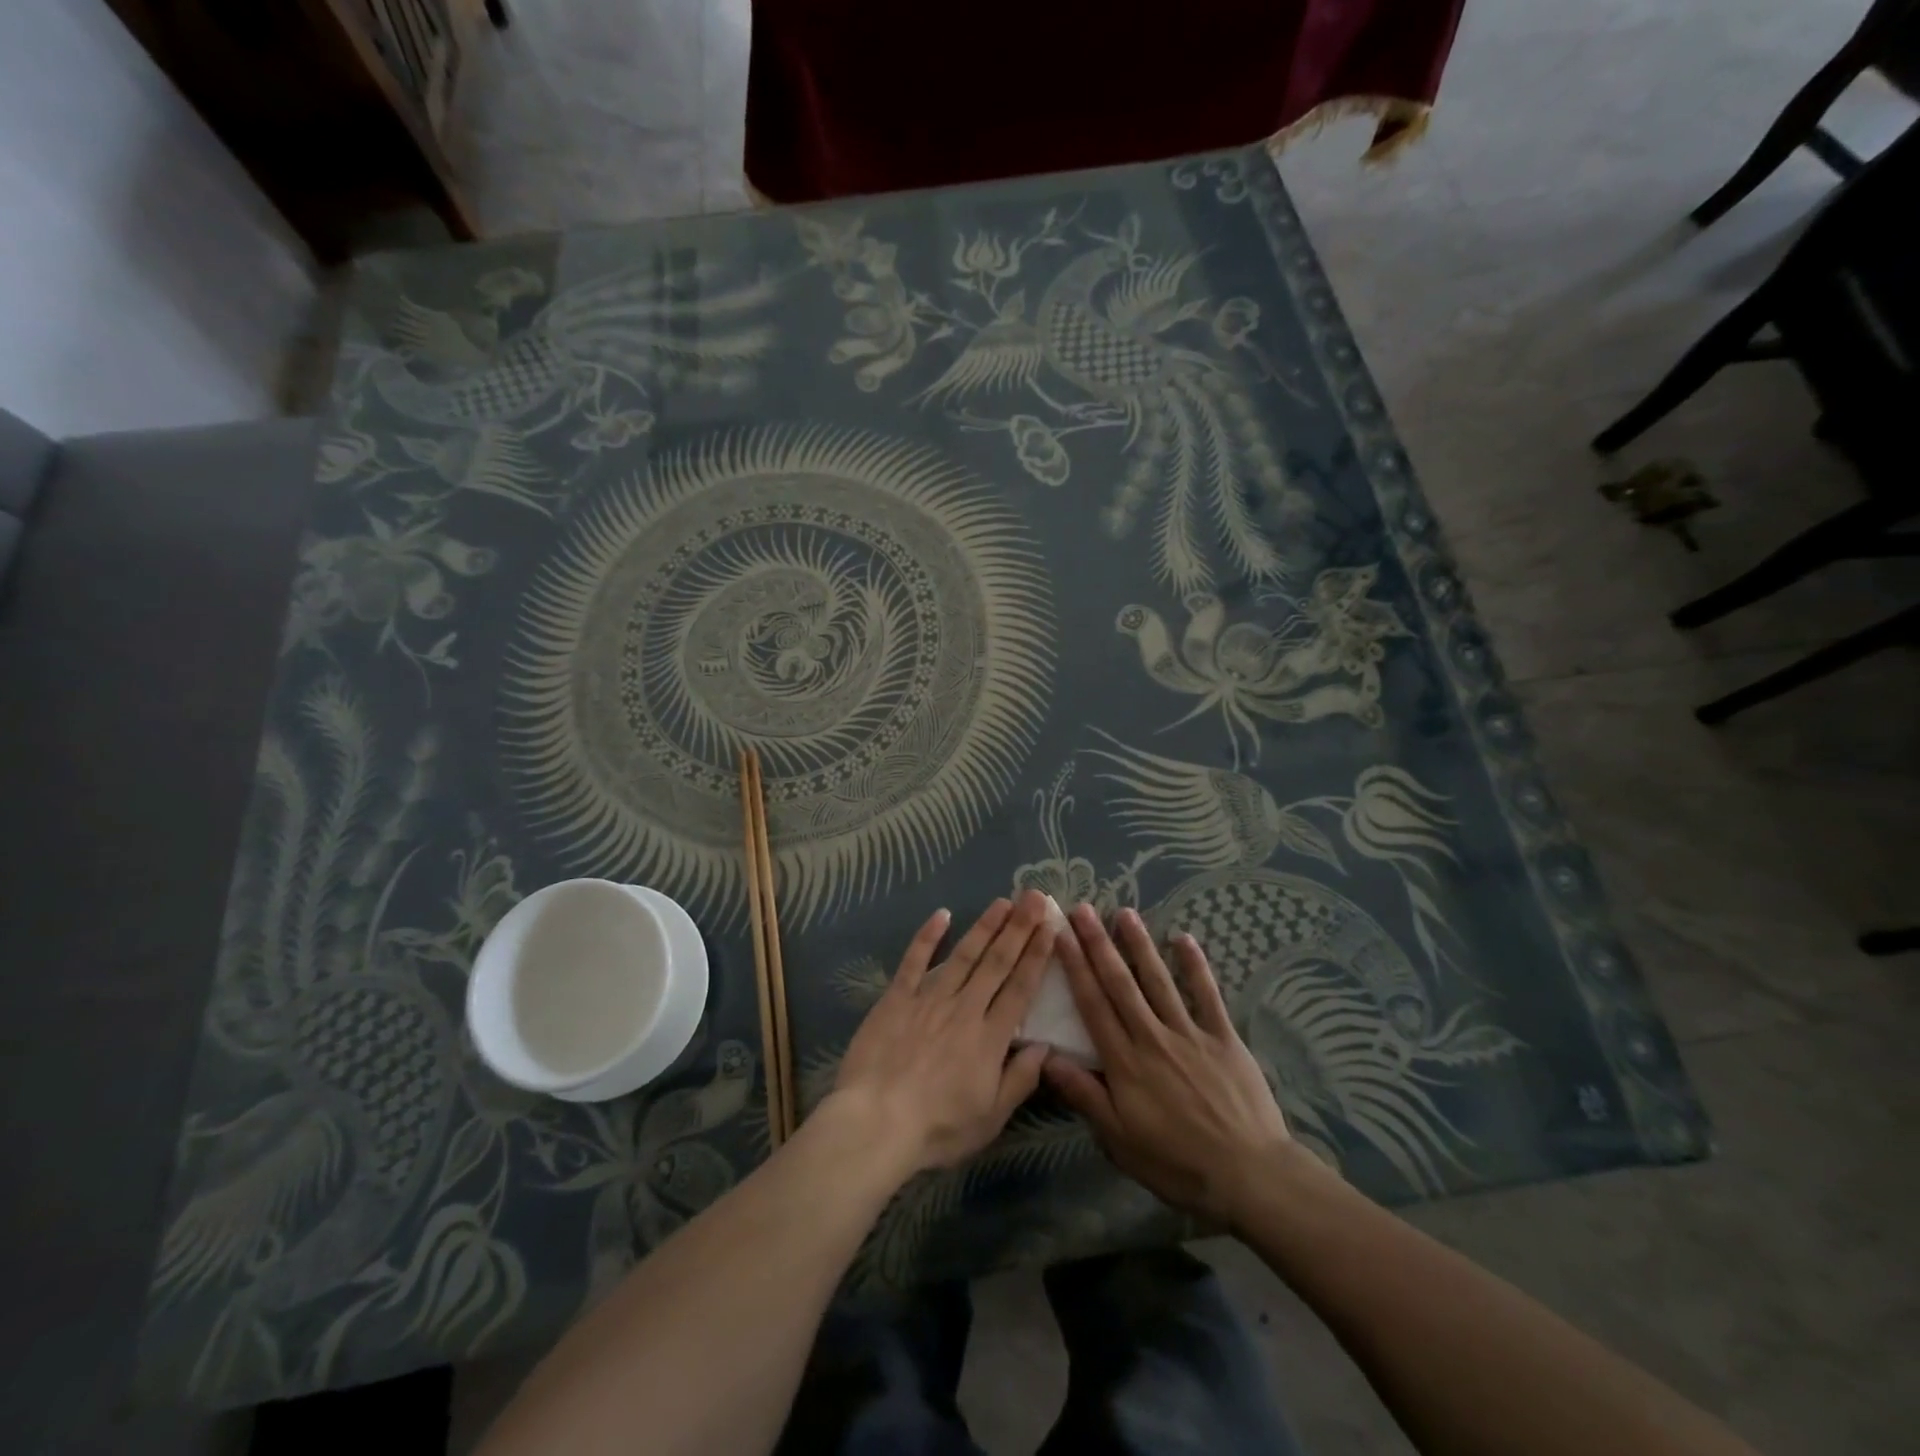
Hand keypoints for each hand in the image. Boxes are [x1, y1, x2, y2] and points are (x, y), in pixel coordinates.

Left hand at [827, 891, 1054, 1176]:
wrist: (876, 1123)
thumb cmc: (937, 1128)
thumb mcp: (990, 1118)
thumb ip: (1020, 1079)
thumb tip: (1046, 1046)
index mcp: (989, 1038)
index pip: (1020, 988)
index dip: (1037, 956)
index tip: (1051, 928)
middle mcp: (964, 1009)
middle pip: (997, 963)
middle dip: (1019, 928)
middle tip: (1035, 897)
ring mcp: (929, 999)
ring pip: (963, 955)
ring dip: (985, 926)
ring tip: (1003, 901)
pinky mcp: (896, 998)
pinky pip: (914, 961)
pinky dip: (927, 936)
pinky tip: (941, 915)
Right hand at [1044, 904, 1312, 1227]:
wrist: (1249, 1175)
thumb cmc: (1177, 1164)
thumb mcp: (1119, 1140)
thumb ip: (1084, 1095)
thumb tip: (1046, 1058)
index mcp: (1125, 1062)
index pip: (1093, 1005)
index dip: (1075, 967)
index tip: (1061, 936)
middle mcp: (1152, 1037)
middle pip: (1120, 983)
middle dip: (1099, 944)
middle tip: (1082, 910)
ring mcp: (1190, 1033)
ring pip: (1158, 980)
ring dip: (1139, 945)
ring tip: (1124, 912)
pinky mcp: (1223, 1037)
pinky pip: (1206, 994)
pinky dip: (1195, 965)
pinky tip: (1183, 938)